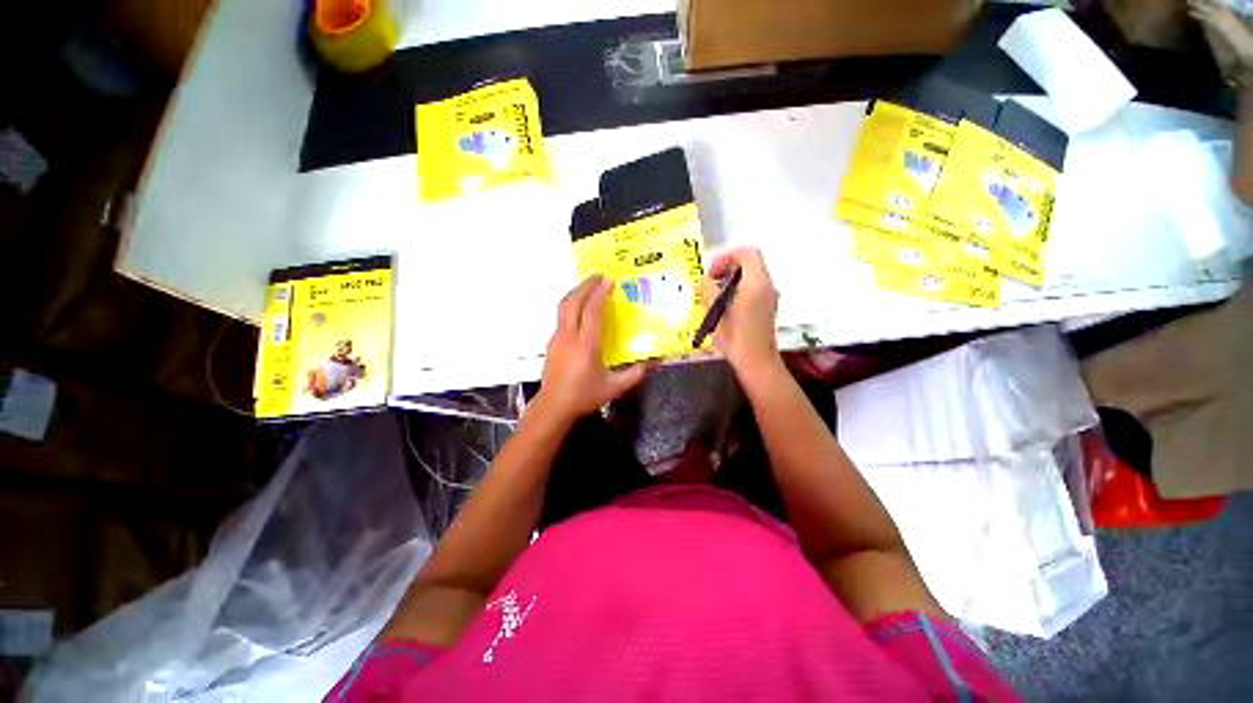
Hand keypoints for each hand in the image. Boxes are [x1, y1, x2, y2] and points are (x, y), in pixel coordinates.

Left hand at [535, 275, 649, 423]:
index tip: (609, 281)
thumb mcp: (613, 388)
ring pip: (563, 307)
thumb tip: (652, 363)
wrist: (553, 407)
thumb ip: (634, 374)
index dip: (600, 293)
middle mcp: (569, 336)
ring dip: (576, 293)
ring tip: (589, 287)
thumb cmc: (583, 396)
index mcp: (586, 345)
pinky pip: (561, 317)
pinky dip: (571, 306)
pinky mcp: (552, 343)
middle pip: (573, 302)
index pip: (592, 311)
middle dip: (585, 286)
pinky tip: (580, 311)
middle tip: (598, 276)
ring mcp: (557, 339)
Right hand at [702, 247, 780, 377]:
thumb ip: (710, 292)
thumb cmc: (736, 338)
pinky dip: (737, 288)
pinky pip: (752, 287)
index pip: (747, 253)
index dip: (727, 257)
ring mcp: (769, 296)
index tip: (711, 272)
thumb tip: (705, 281)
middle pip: (749, 263)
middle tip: (709, 282)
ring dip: (730, 279)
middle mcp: (767, 286)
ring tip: (713, 294)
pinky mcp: (766, 306)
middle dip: (726, 267)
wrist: (756, 362)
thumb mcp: (717, 313)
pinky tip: (723, 304)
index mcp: (756, 284)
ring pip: (750, 275)